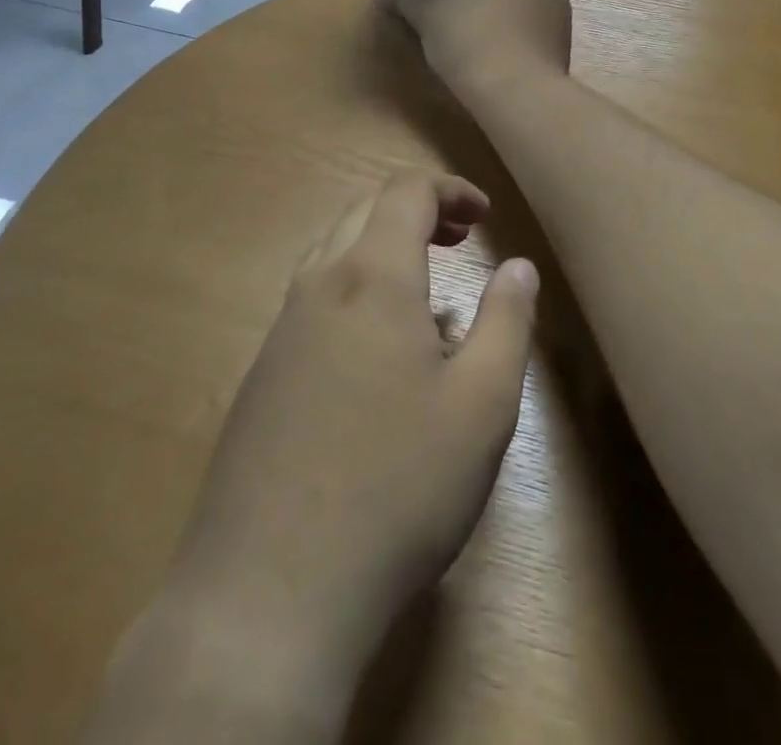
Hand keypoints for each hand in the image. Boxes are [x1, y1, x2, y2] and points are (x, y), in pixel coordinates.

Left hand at [160, 172, 539, 705]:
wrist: (269, 590)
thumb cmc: (396, 486)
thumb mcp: (481, 405)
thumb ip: (506, 322)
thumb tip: (518, 267)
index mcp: (371, 277)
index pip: (404, 191)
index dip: (449, 189)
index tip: (484, 215)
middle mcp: (319, 285)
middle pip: (364, 210)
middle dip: (417, 210)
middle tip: (460, 239)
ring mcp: (281, 328)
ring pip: (332, 250)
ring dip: (381, 246)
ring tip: (424, 285)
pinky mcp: (262, 373)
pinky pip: (313, 297)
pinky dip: (353, 286)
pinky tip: (377, 348)